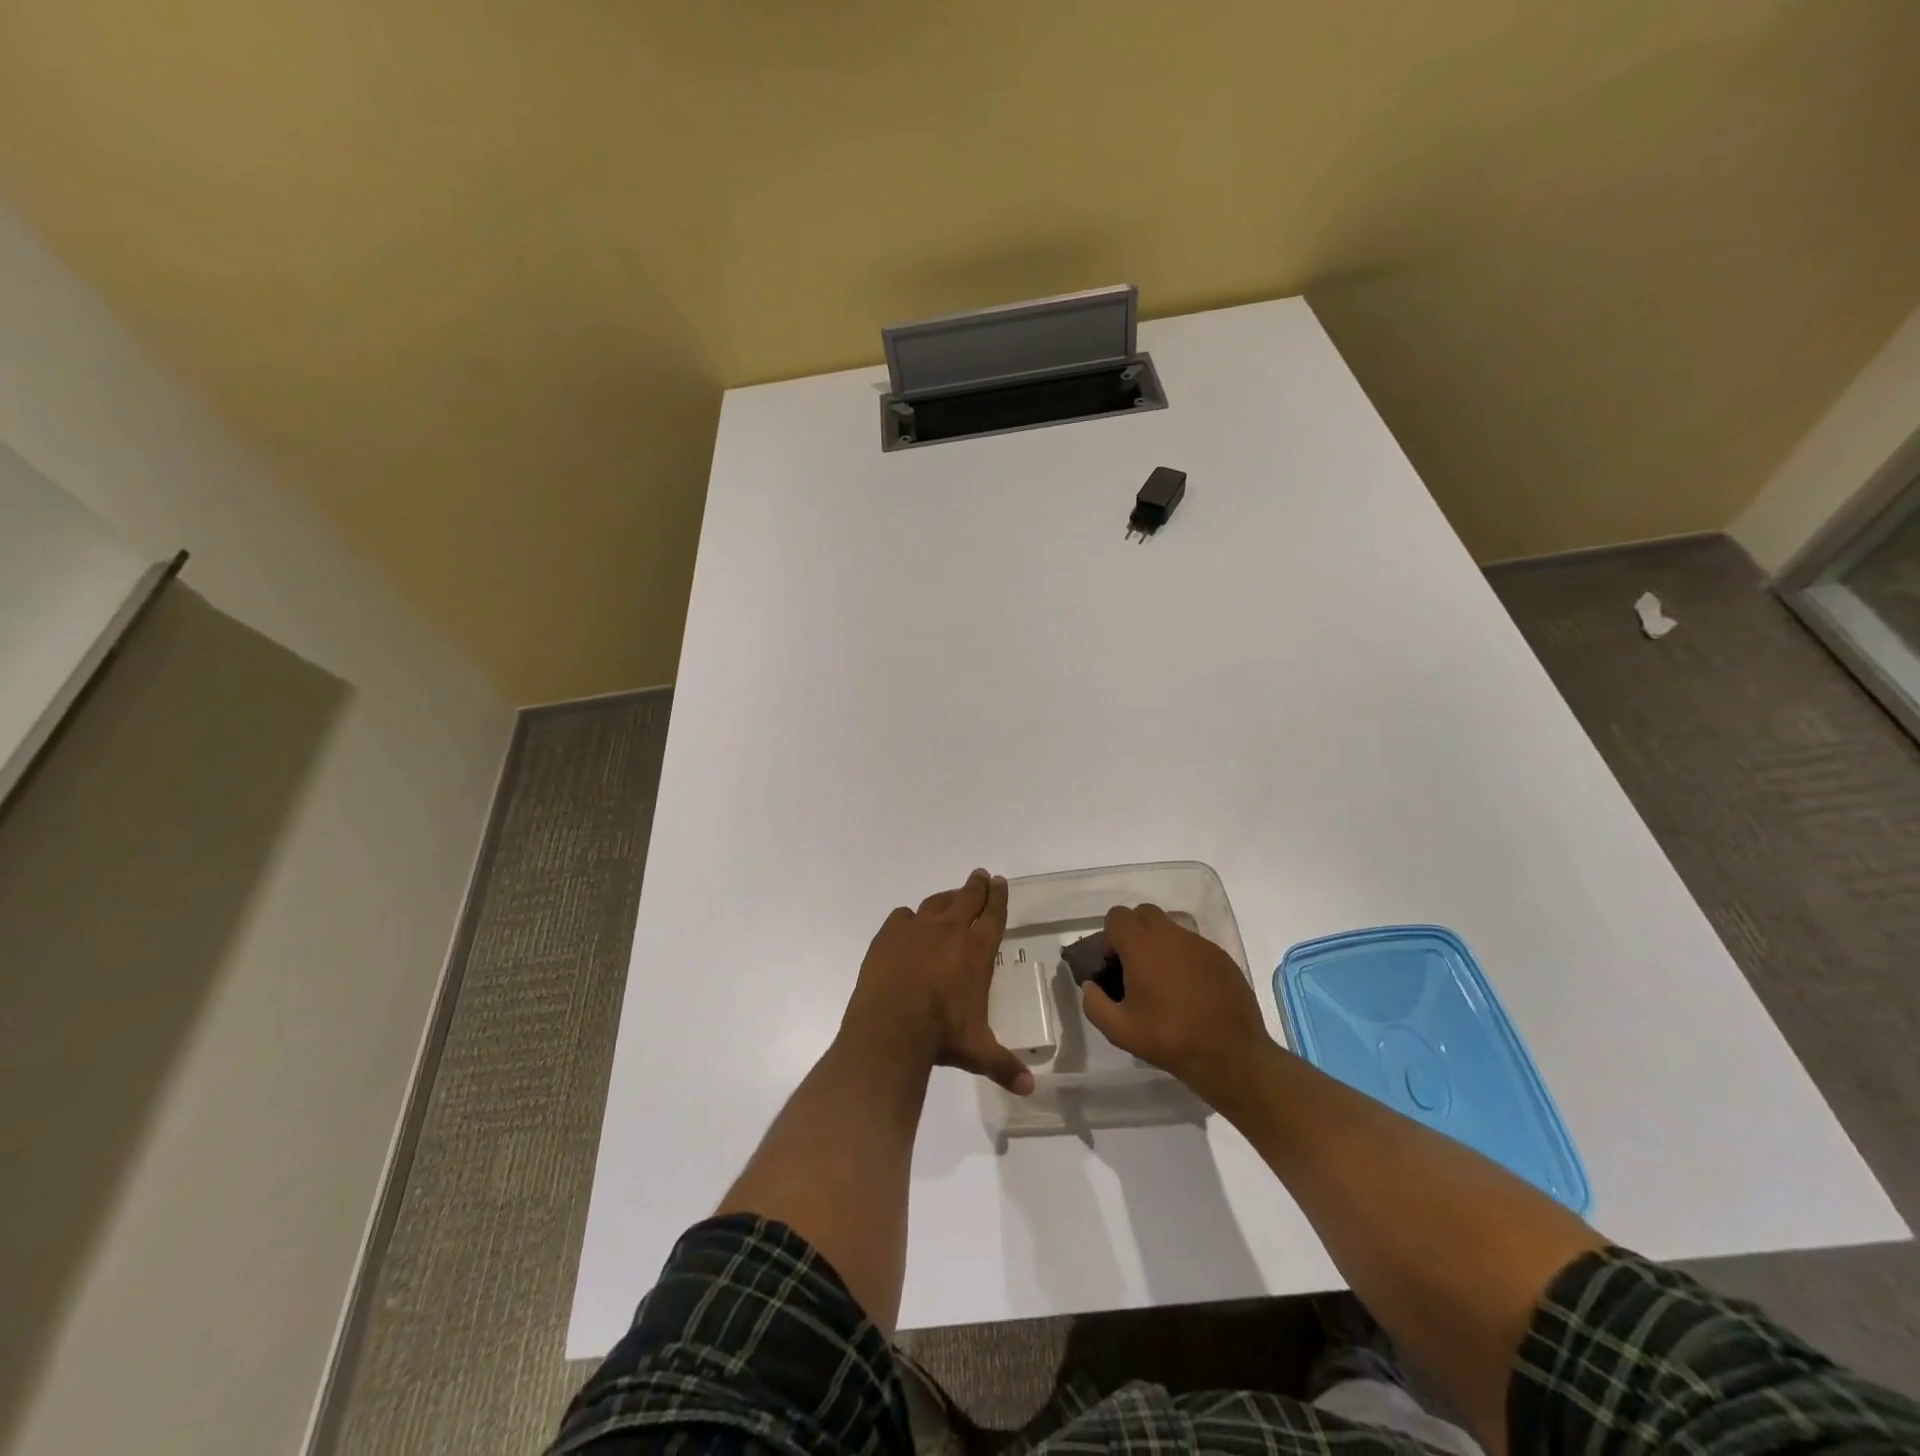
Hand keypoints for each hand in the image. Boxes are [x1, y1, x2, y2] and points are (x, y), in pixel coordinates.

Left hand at [842, 870, 1033, 1094]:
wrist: (890, 1029)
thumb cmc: (941, 1036)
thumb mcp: (978, 1052)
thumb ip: (1004, 1065)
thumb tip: (1030, 1089)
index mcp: (977, 950)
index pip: (993, 914)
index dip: (998, 897)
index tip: (1000, 882)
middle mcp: (950, 931)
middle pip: (968, 897)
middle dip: (977, 886)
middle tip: (981, 876)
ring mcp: (916, 929)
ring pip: (936, 902)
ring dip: (947, 897)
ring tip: (951, 897)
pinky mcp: (888, 935)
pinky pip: (902, 916)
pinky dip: (909, 918)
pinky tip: (908, 923)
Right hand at [1081, 902, 1273, 1105]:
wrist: (1232, 1055)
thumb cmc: (1170, 1039)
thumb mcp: (1119, 1030)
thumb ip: (1094, 1003)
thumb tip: (1091, 986)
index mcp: (1142, 945)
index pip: (1116, 917)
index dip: (1109, 938)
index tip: (1113, 967)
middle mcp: (1171, 935)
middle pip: (1143, 914)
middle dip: (1133, 934)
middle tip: (1134, 968)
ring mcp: (1200, 944)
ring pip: (1170, 929)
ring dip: (1159, 946)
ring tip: (1162, 983)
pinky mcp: (1221, 957)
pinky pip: (1192, 946)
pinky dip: (1183, 959)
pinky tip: (1189, 991)